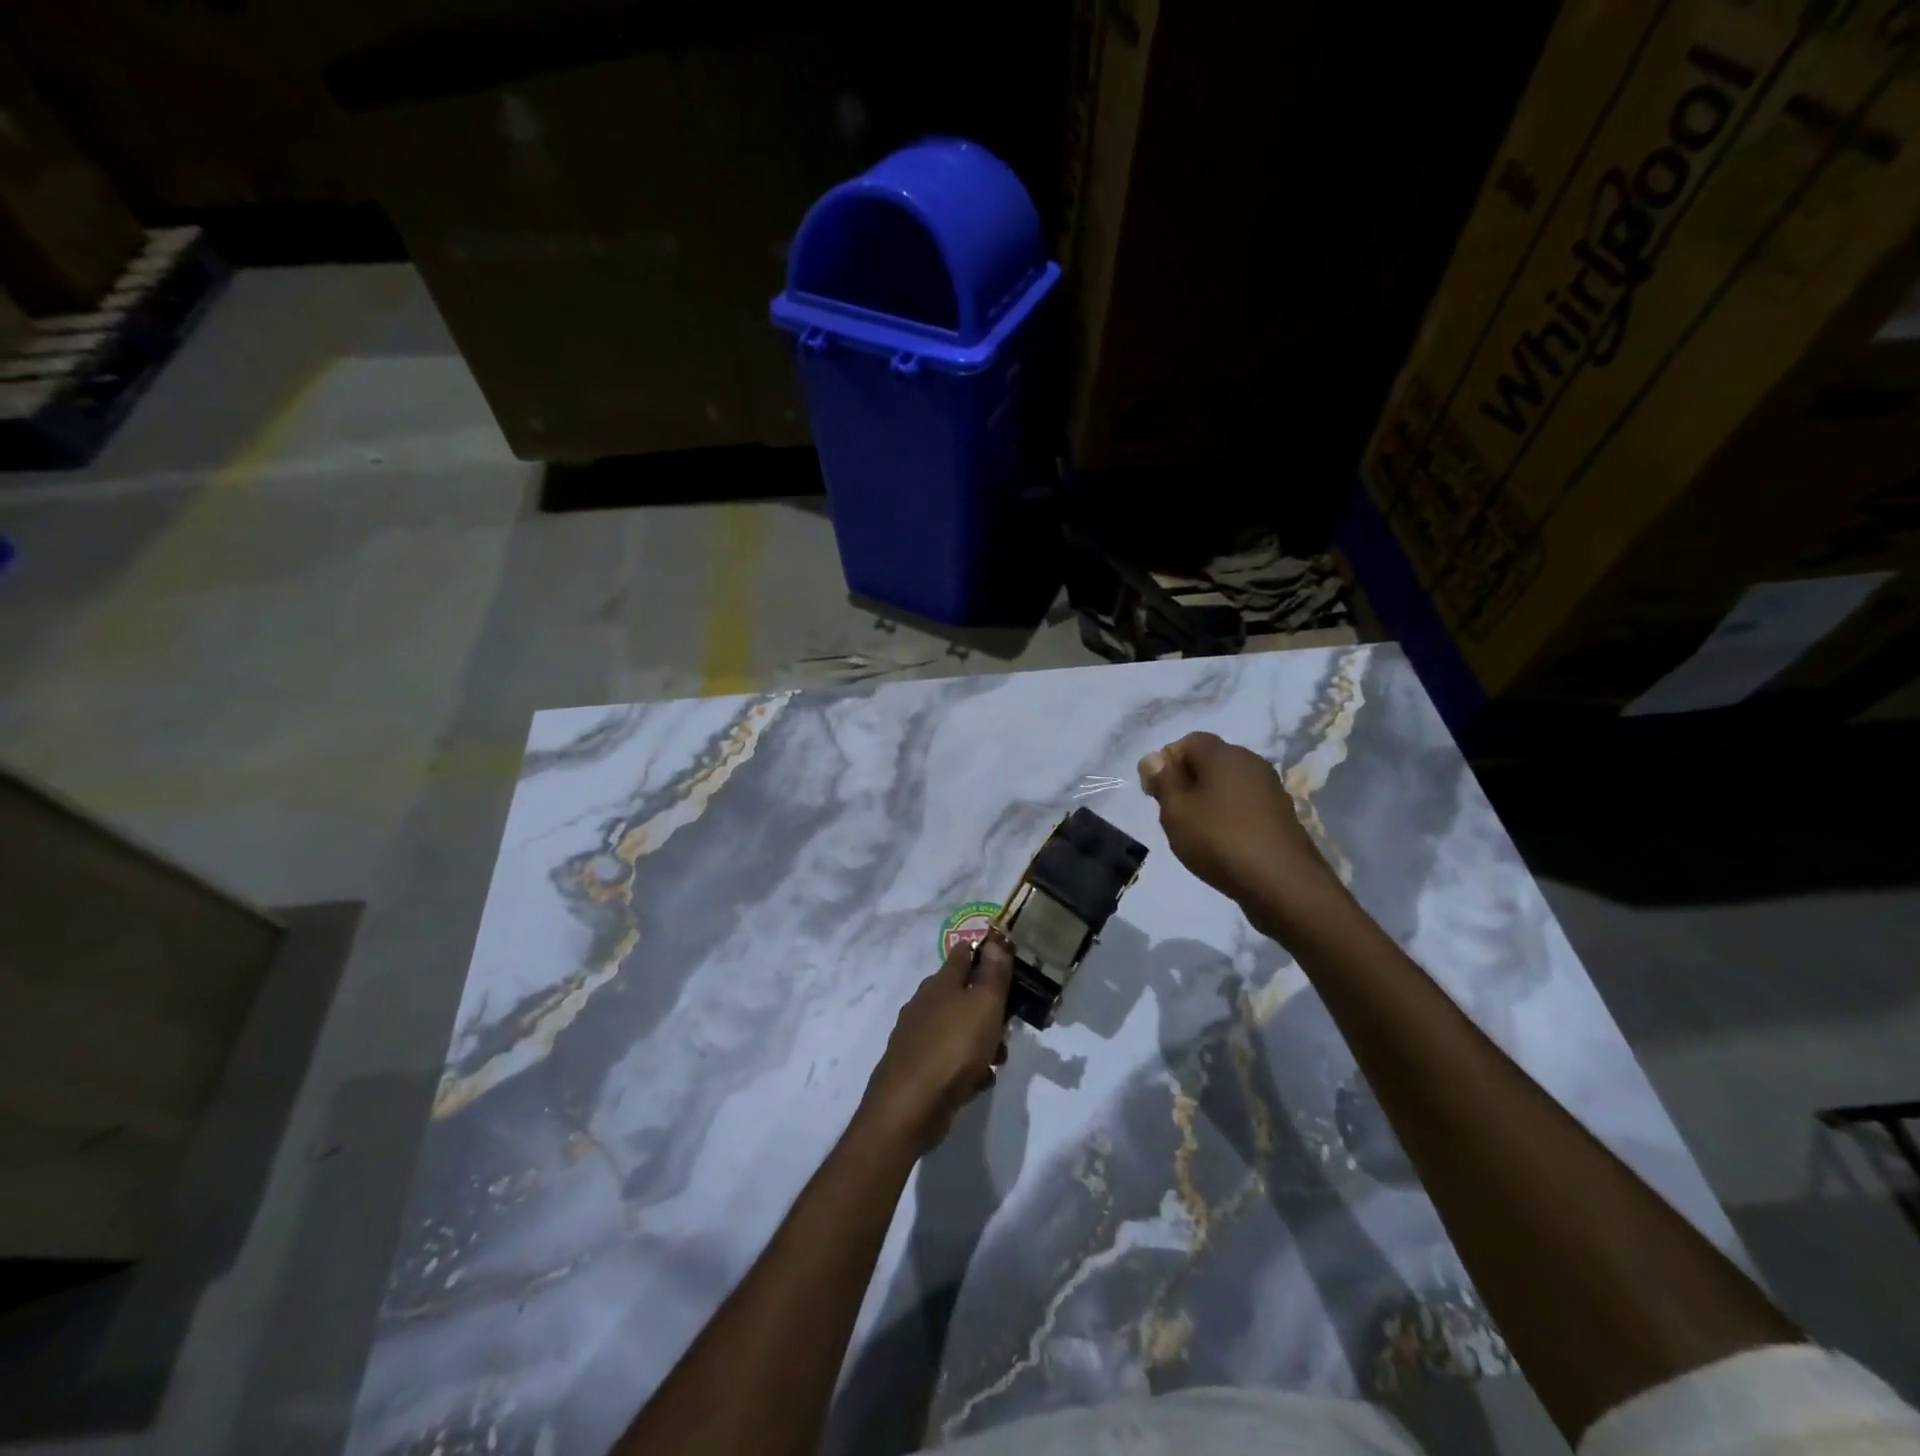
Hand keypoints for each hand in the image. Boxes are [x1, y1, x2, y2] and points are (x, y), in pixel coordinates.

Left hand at [856, 935, 1013, 1156]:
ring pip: (958, 1027)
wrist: (909, 1106)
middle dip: (989, 1007)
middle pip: (963, 993)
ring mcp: (918, 1035)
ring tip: (998, 1060)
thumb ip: (994, 972)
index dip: (985, 952)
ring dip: (981, 1040)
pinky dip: (966, 1066)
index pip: (963, 954)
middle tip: (1010, 1024)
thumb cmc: (954, 1047)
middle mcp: (925, 1003)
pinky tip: (978, 1082)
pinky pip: (949, 1058)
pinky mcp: (916, 1067)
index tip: (1009, 962)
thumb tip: (997, 938)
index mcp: (941, 983)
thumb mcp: (984, 1004)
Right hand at [1137, 731, 1334, 908]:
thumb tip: (1154, 758)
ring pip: (1227, 785)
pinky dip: (1229, 817)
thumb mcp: (1176, 810)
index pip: (1188, 741)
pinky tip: (1222, 844)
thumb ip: (1163, 780)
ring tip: (1196, 833)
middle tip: (1173, 814)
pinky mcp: (1281, 815)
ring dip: (1208, 802)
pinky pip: (1244, 805)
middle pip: (1209, 762)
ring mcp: (1271, 790)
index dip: (1166, 762)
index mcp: (1225, 754)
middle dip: (1186, 782)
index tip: (1154, 794)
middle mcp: (1252, 763)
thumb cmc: (1220, 840)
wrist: (1282, 884)